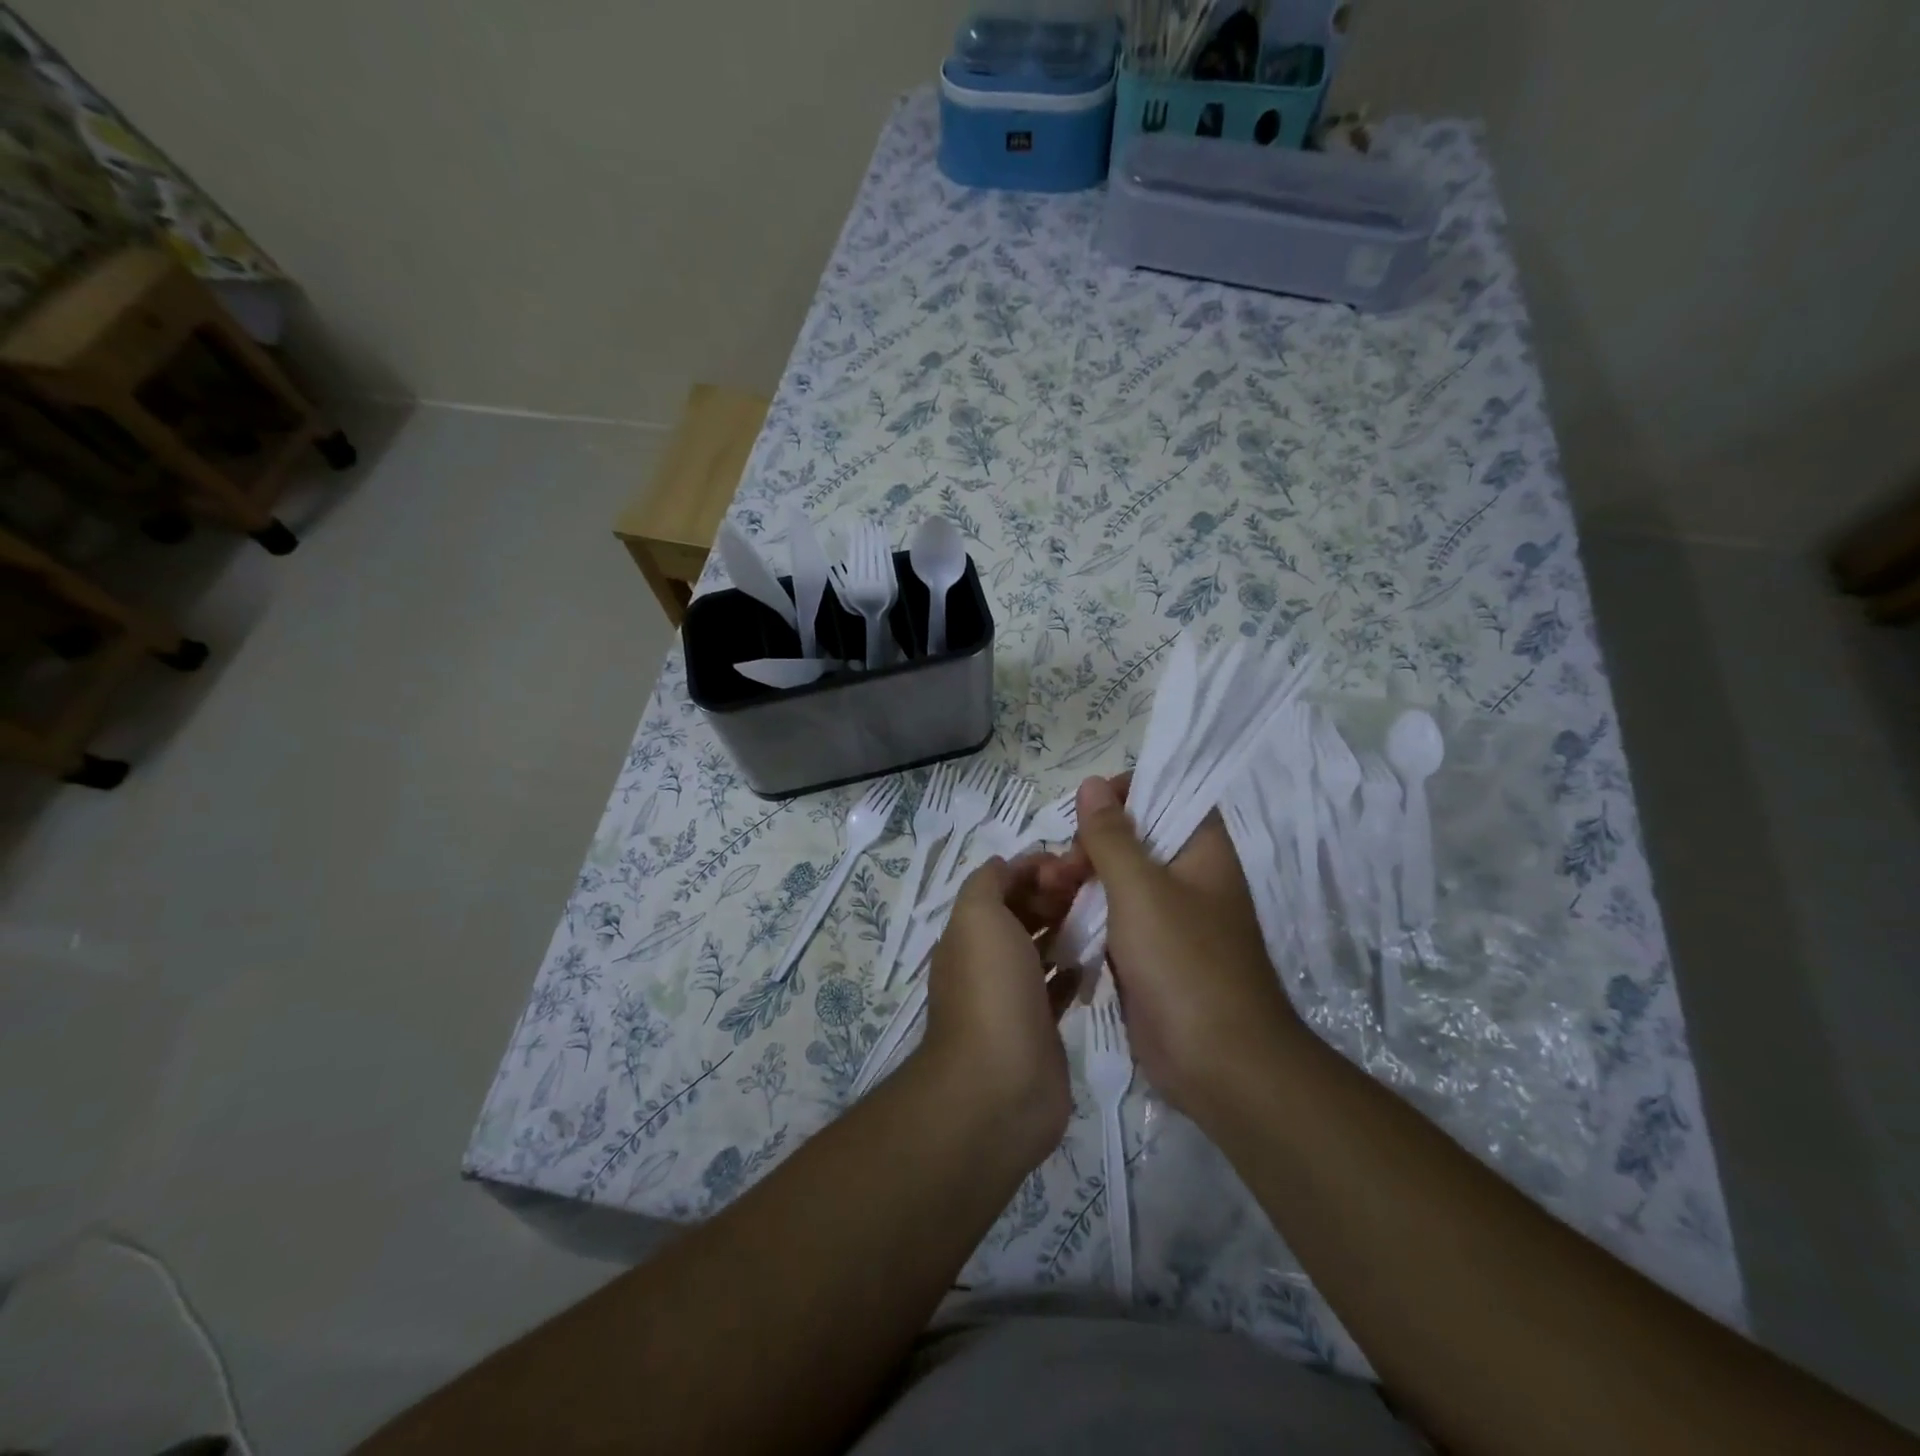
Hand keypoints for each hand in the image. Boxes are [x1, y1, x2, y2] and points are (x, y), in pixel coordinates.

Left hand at [916, 856, 1076, 1164]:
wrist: (1000, 1085)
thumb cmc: (991, 990)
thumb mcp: (979, 917)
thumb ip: (988, 884)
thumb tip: (1006, 866)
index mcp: (970, 931)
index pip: (1001, 885)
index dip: (1033, 869)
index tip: (1073, 863)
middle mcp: (988, 960)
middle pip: (1023, 914)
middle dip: (1053, 895)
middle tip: (1095, 888)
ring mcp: (1013, 996)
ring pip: (1041, 949)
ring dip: (1066, 929)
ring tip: (1104, 915)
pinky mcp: (1039, 1027)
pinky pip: (1057, 987)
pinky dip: (1073, 969)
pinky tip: (1096, 959)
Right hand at [1041, 775, 1299, 1117]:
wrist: (1220, 1065)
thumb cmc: (1185, 963)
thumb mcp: (1141, 889)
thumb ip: (1112, 836)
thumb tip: (1093, 784)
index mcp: (1201, 850)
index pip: (1168, 795)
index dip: (1128, 793)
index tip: (1087, 810)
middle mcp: (1189, 877)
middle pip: (1134, 839)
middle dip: (1091, 845)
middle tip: (1062, 870)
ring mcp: (1169, 919)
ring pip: (1118, 881)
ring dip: (1083, 883)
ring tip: (1049, 895)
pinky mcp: (1150, 955)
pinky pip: (1114, 920)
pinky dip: (1088, 917)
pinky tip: (1058, 923)